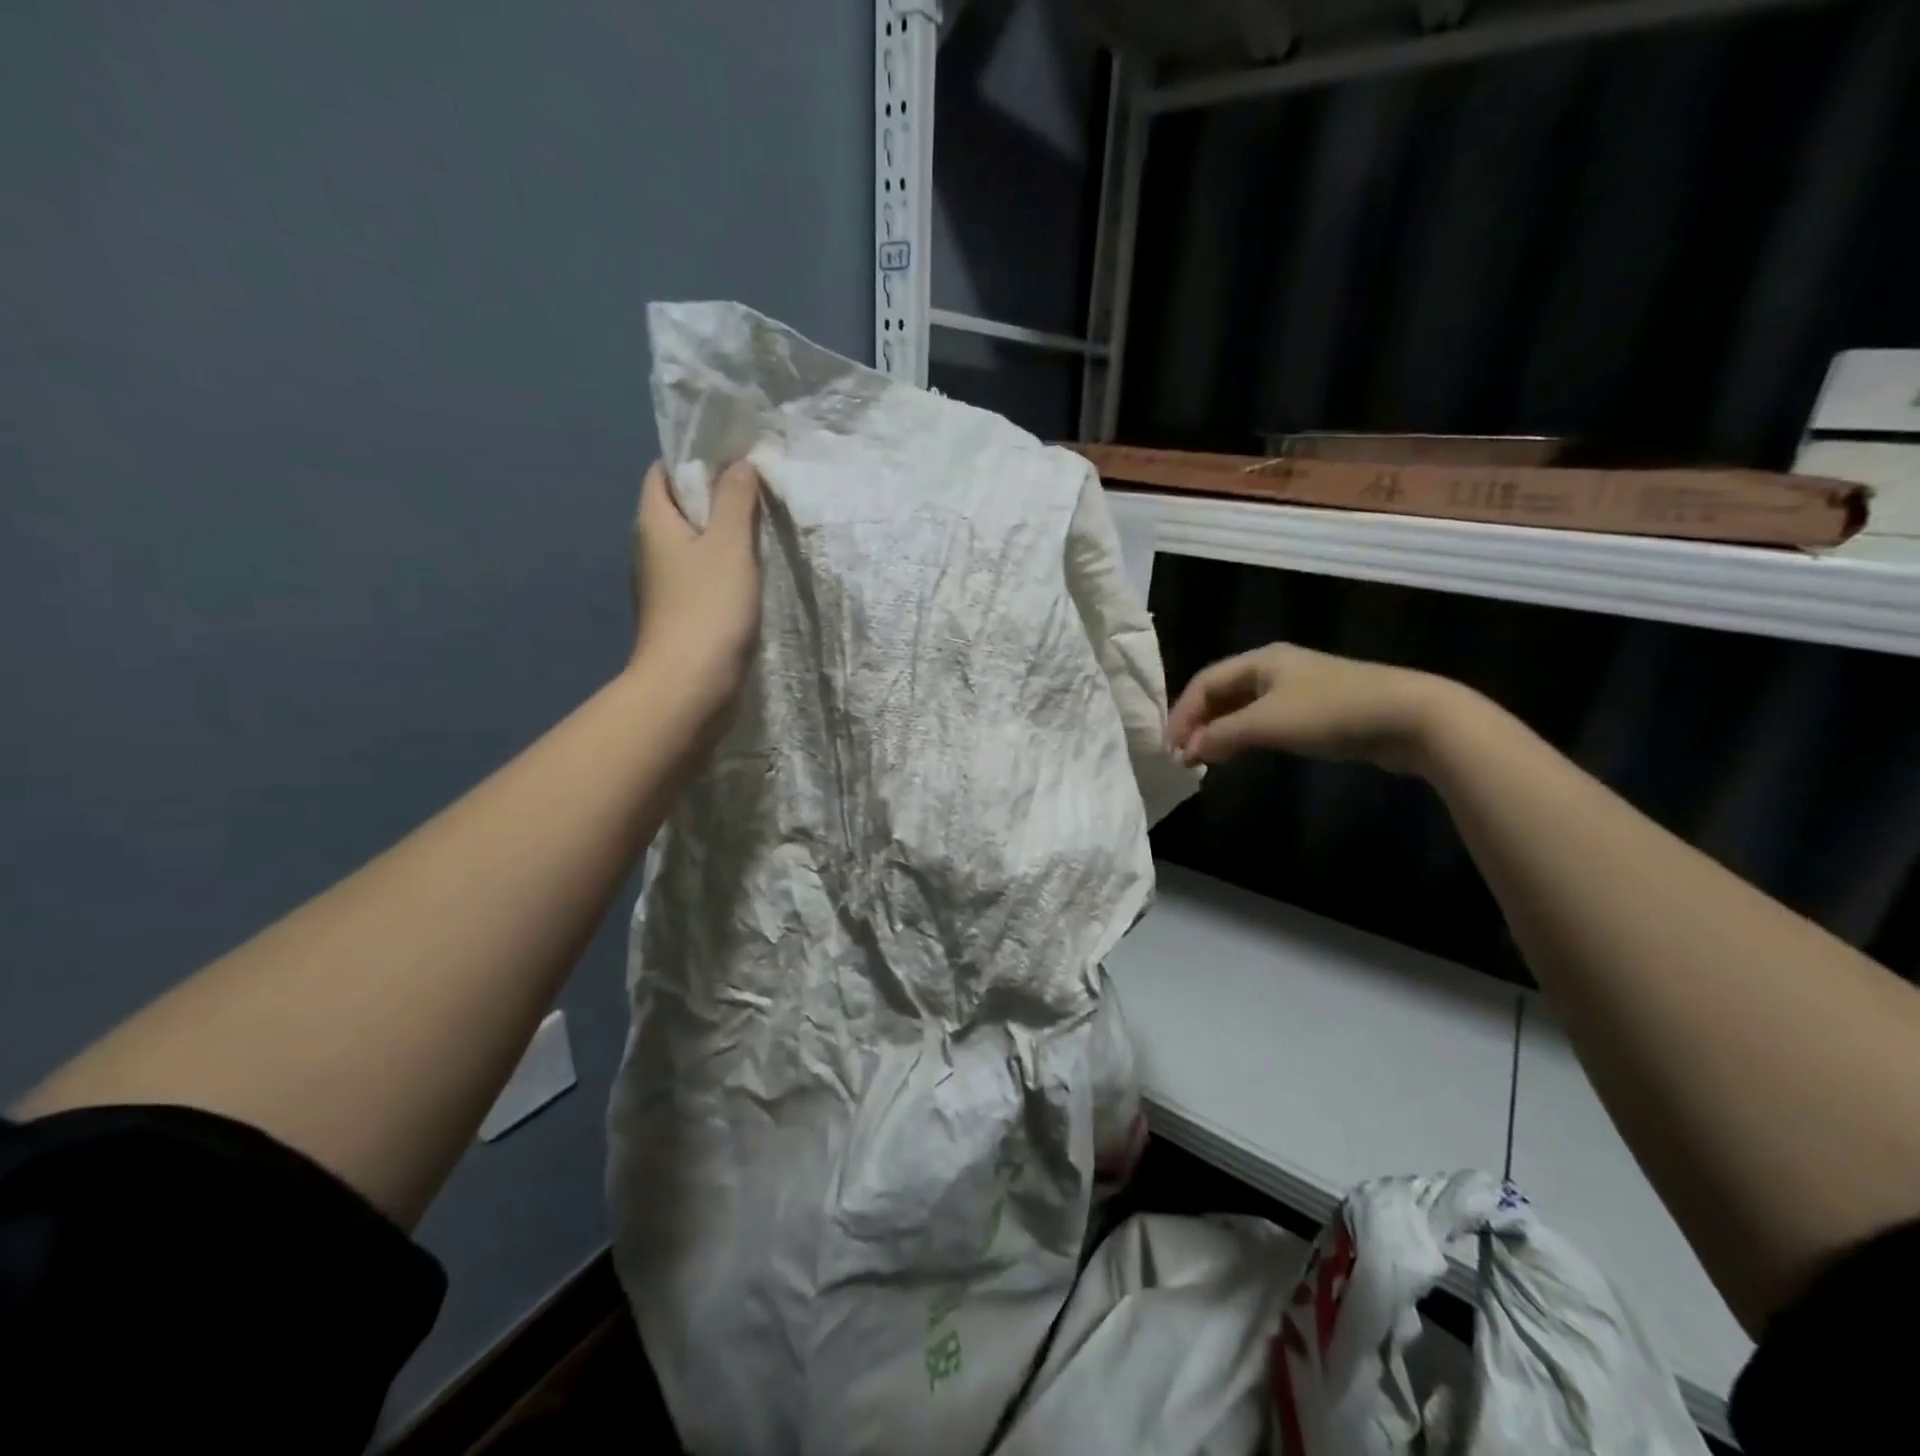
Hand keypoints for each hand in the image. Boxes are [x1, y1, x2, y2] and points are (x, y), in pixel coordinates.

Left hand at [630, 459, 762, 725]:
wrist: (689, 685)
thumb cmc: (708, 608)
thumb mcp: (730, 545)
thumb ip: (736, 501)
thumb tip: (739, 463)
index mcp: (653, 522)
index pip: (664, 472)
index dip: (695, 460)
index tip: (735, 460)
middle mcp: (649, 549)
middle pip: (679, 508)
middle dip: (714, 497)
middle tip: (757, 494)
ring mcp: (661, 585)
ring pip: (691, 544)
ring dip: (720, 536)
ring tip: (760, 531)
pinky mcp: (677, 613)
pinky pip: (698, 575)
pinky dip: (720, 568)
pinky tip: (749, 575)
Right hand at [1165, 643, 1456, 774]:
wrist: (1410, 717)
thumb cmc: (1332, 712)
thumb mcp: (1269, 723)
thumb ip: (1224, 734)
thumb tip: (1189, 748)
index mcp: (1260, 660)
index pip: (1204, 682)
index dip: (1182, 714)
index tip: (1171, 748)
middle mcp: (1275, 667)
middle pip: (1221, 692)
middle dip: (1198, 722)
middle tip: (1183, 755)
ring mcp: (1297, 688)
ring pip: (1243, 707)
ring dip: (1220, 731)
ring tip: (1204, 758)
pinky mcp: (1316, 710)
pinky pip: (1265, 719)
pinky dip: (1244, 735)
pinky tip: (1241, 753)